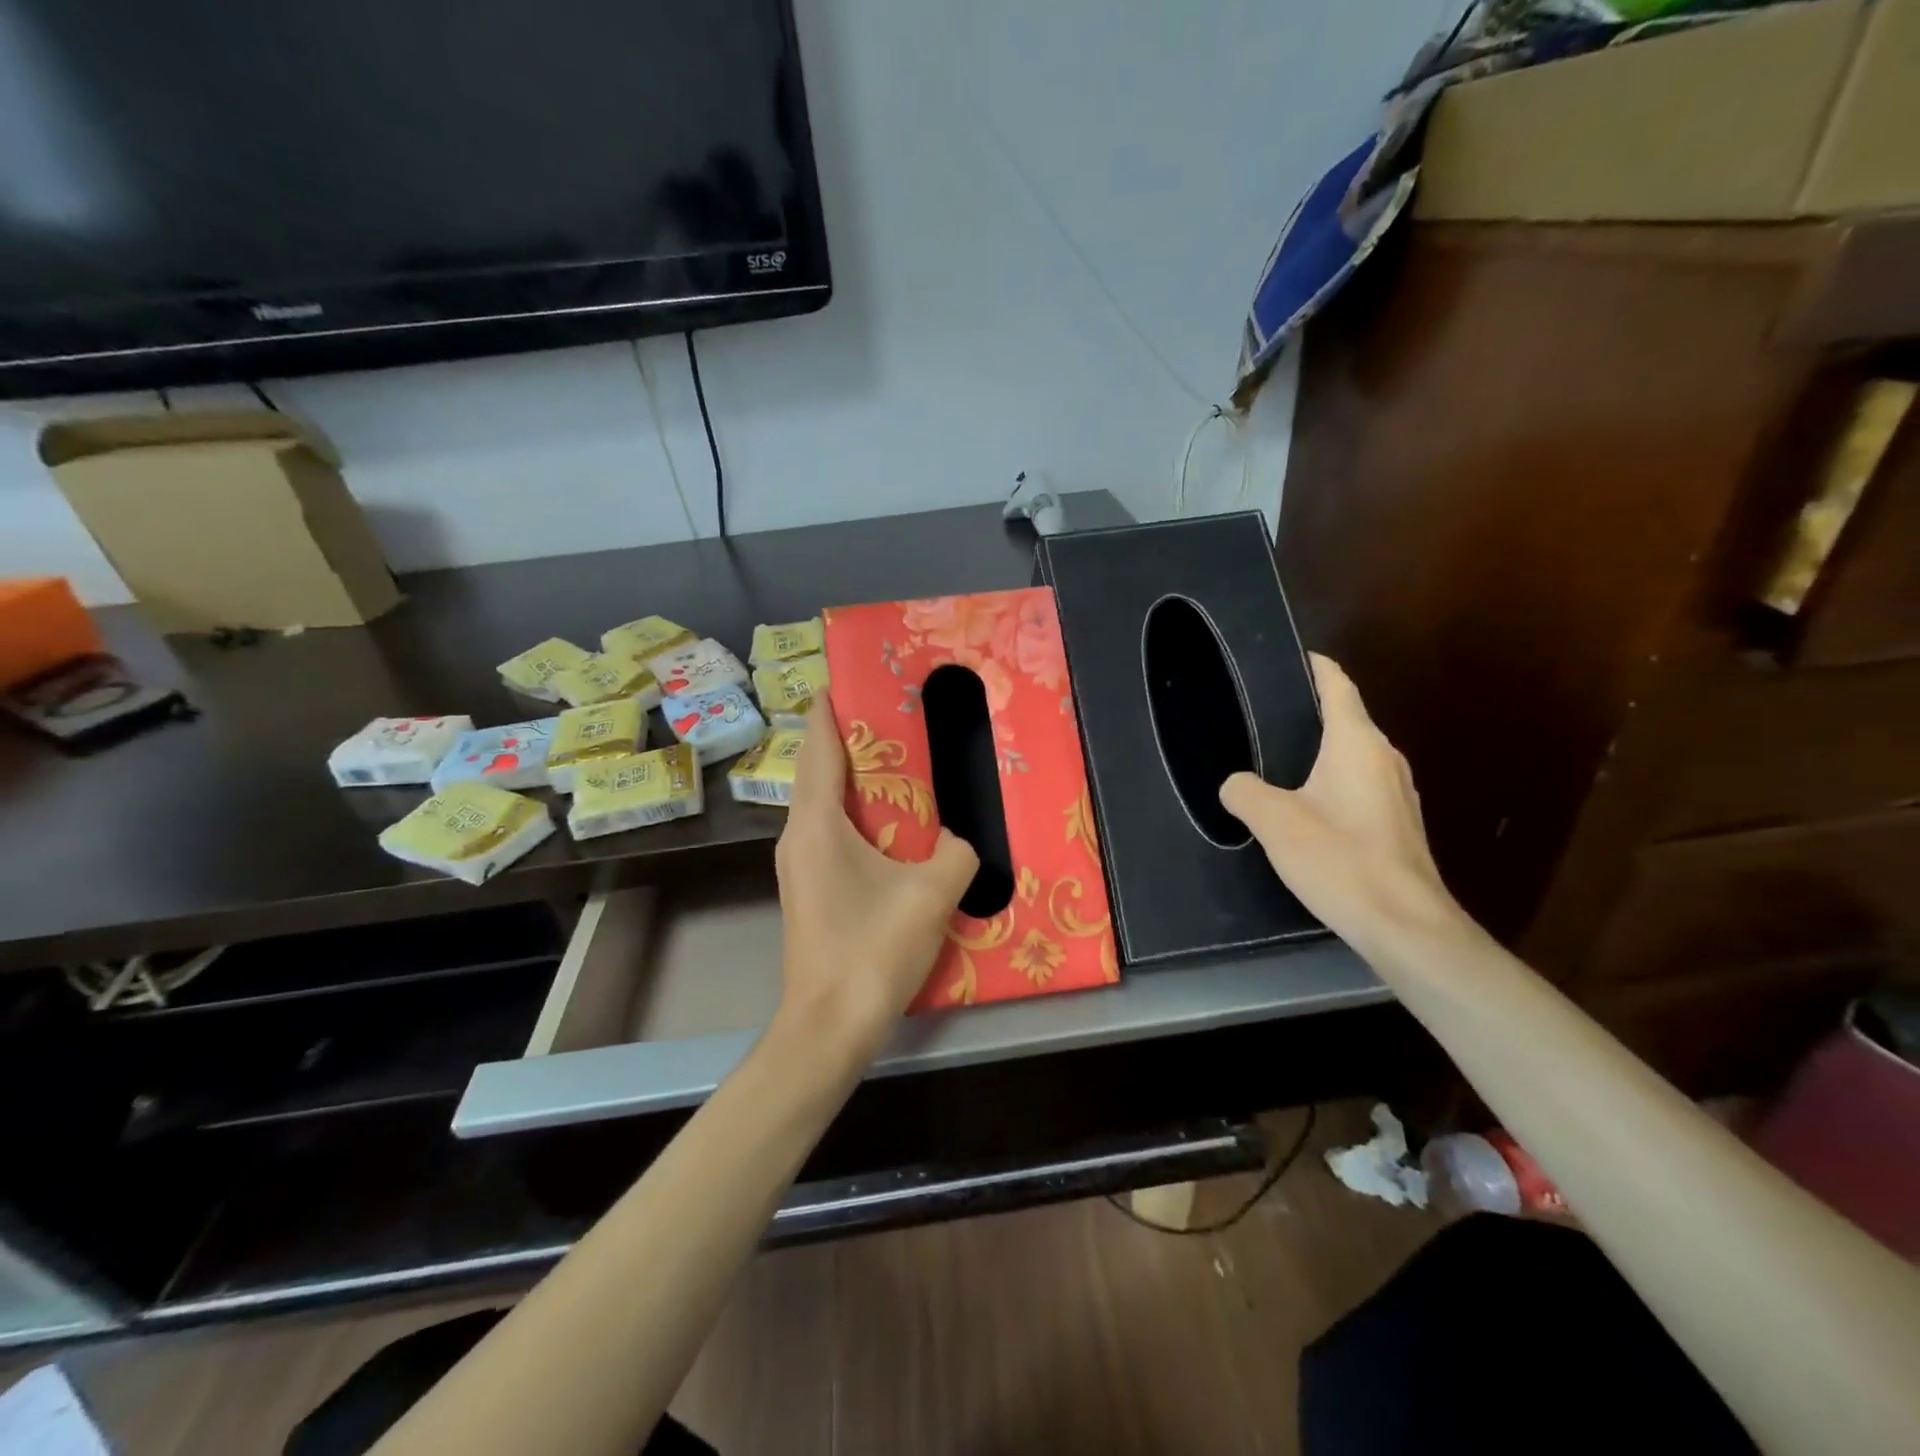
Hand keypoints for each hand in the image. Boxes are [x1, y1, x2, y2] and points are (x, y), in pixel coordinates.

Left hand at [772, 699, 978, 1061]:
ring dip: (853, 780)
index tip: (841, 681)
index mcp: (817, 825)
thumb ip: (957, 854)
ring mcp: (799, 866)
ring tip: (893, 762)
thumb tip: (961, 842)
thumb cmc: (872, 950)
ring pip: (824, 806)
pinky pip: (831, 834)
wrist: (828, 1027)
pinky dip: (856, 815)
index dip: (827, 711)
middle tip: (887, 716)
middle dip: (846, 740)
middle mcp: (798, 837)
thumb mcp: (931, 894)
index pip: (818, 749)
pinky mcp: (810, 891)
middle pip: (818, 772)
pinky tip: (889, 825)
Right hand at [1219, 654, 1461, 955]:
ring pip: (1356, 755)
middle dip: (1313, 711)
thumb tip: (1236, 784)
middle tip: (1267, 714)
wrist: (1404, 923)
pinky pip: (1363, 785)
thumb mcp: (1274, 821)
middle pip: (1348, 719)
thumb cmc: (1338, 858)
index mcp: (1356, 744)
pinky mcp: (1401, 823)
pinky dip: (1335, 782)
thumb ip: (1245, 792)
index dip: (1316, 667)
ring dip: (1325, 750)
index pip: (1338, 686)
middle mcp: (1384, 758)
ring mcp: (1399, 792)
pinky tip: (1310, 805)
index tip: (1293, 657)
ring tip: (1282, 758)